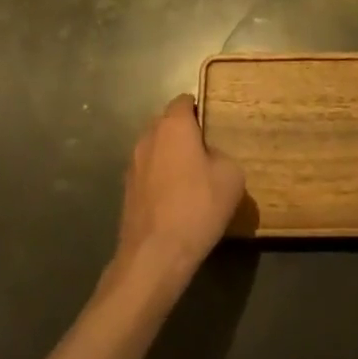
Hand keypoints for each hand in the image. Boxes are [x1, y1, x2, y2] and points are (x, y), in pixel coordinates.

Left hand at [110, 95, 243, 293]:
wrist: (154, 257)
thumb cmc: (197, 207)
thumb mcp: (231, 177)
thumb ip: (223, 156)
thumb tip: (211, 159)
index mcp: (173, 125)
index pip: (184, 101)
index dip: (200, 109)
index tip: (214, 126)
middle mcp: (148, 136)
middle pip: (167, 123)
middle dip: (184, 133)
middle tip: (206, 153)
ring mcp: (133, 164)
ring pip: (156, 148)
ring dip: (170, 157)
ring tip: (191, 180)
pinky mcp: (126, 191)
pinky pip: (148, 173)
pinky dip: (160, 179)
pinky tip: (175, 201)